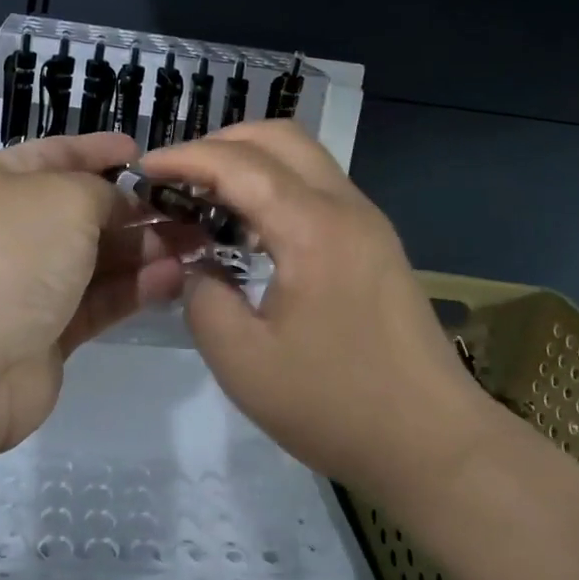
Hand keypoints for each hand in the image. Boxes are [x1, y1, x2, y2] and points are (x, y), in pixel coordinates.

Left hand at [0, 133, 192, 453]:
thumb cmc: (14, 253)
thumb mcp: (67, 197)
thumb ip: (107, 193)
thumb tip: (123, 207)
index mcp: (5, 181)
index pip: (61, 153)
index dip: (102, 150)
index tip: (145, 153)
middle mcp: (18, 227)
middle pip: (89, 210)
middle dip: (140, 208)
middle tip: (195, 211)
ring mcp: (32, 282)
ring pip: (101, 258)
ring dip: (148, 249)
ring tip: (198, 245)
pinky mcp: (50, 331)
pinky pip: (101, 300)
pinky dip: (137, 288)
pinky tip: (175, 278)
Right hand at [138, 122, 490, 499]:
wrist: (434, 442)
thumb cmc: (336, 405)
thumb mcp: (243, 363)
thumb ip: (204, 299)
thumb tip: (200, 269)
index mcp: (312, 227)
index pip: (239, 163)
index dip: (185, 157)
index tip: (143, 168)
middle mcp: (345, 206)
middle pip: (279, 136)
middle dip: (221, 143)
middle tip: (178, 176)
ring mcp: (367, 222)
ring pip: (303, 158)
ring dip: (251, 162)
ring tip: (207, 197)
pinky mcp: (375, 243)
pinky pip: (318, 189)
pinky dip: (276, 187)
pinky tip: (250, 230)